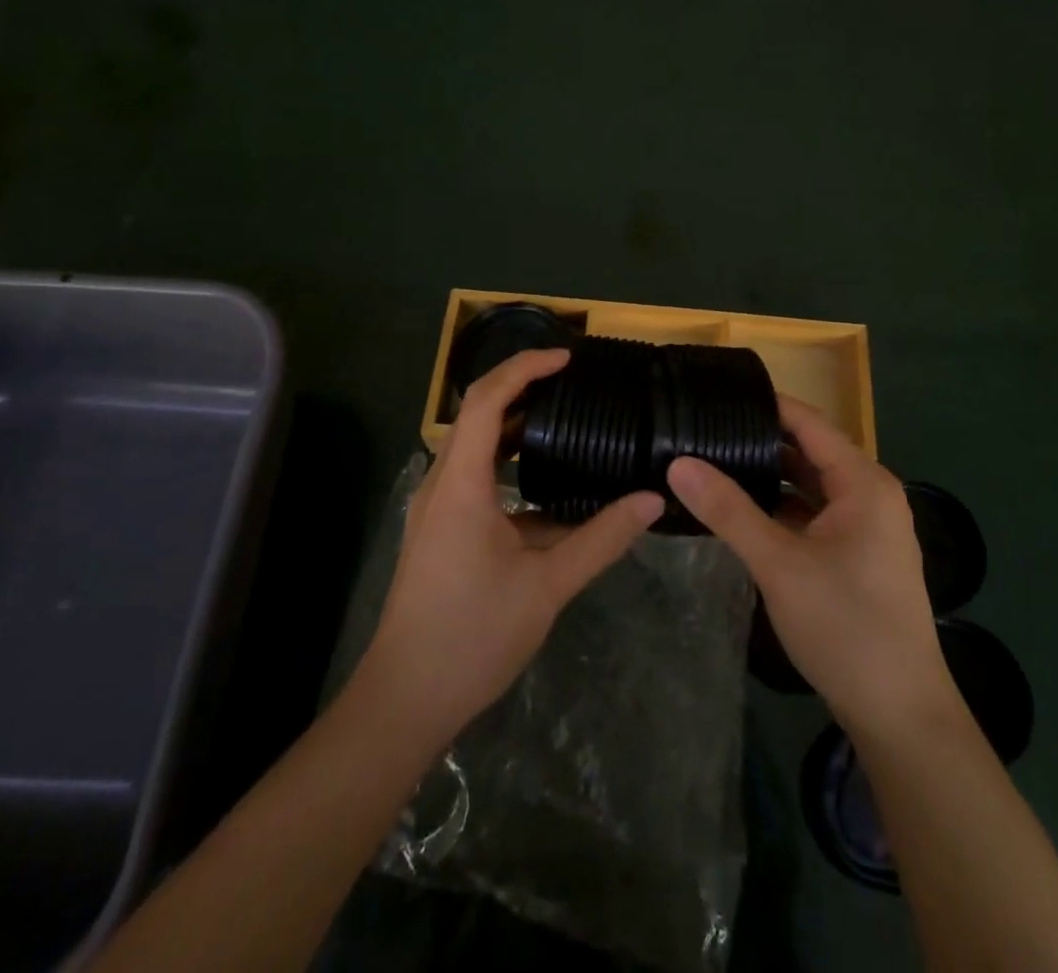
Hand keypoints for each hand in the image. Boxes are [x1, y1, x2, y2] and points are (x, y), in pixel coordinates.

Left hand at [357, 348, 663, 750]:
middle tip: (574, 382)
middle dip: (523, 387)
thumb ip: (601, 538)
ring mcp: (438, 507)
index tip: (568, 358)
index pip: (487, 400)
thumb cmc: (471, 636)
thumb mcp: (547, 585)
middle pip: (478, 413)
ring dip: (516, 425)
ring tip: (565, 418)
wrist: (405, 699)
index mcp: (461, 483)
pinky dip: (510, 464)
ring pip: (476, 445)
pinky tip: (549, 484)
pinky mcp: (441, 529)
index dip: (525, 368)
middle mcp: (442, 483)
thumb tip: (652, 500)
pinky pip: (476, 476)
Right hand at [667, 396, 951, 735]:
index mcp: (862, 482)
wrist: (900, 715)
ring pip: (808, 484)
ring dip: (768, 475)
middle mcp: (869, 494)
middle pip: (808, 450)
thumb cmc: (845, 627)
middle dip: (758, 440)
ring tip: (712, 462)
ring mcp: (865, 526)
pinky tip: (740, 510)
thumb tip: (678, 463)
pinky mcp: (856, 554)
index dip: (764, 405)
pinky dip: (780, 507)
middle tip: (702, 430)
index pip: (807, 422)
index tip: (714, 396)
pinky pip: (812, 513)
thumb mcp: (779, 564)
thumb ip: (728, 510)